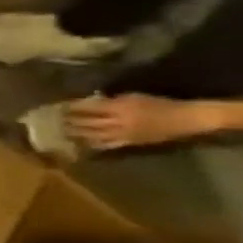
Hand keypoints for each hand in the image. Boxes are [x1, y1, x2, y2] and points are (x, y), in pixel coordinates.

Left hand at [64, 93, 218, 150]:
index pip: (89, 108)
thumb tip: (92, 101)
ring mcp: (124, 134)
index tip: (59, 107)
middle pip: (87, 122)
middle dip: (70, 121)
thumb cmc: (161, 104)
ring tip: (62, 131)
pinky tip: (81, 144)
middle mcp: (118, 122)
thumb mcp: (135, 97)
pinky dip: (92, 144)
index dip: (73, 108)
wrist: (187, 119)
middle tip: (55, 120)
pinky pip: (107, 145)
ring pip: (93, 135)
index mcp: (120, 108)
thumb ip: (112, 100)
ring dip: (76, 133)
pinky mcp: (130, 143)